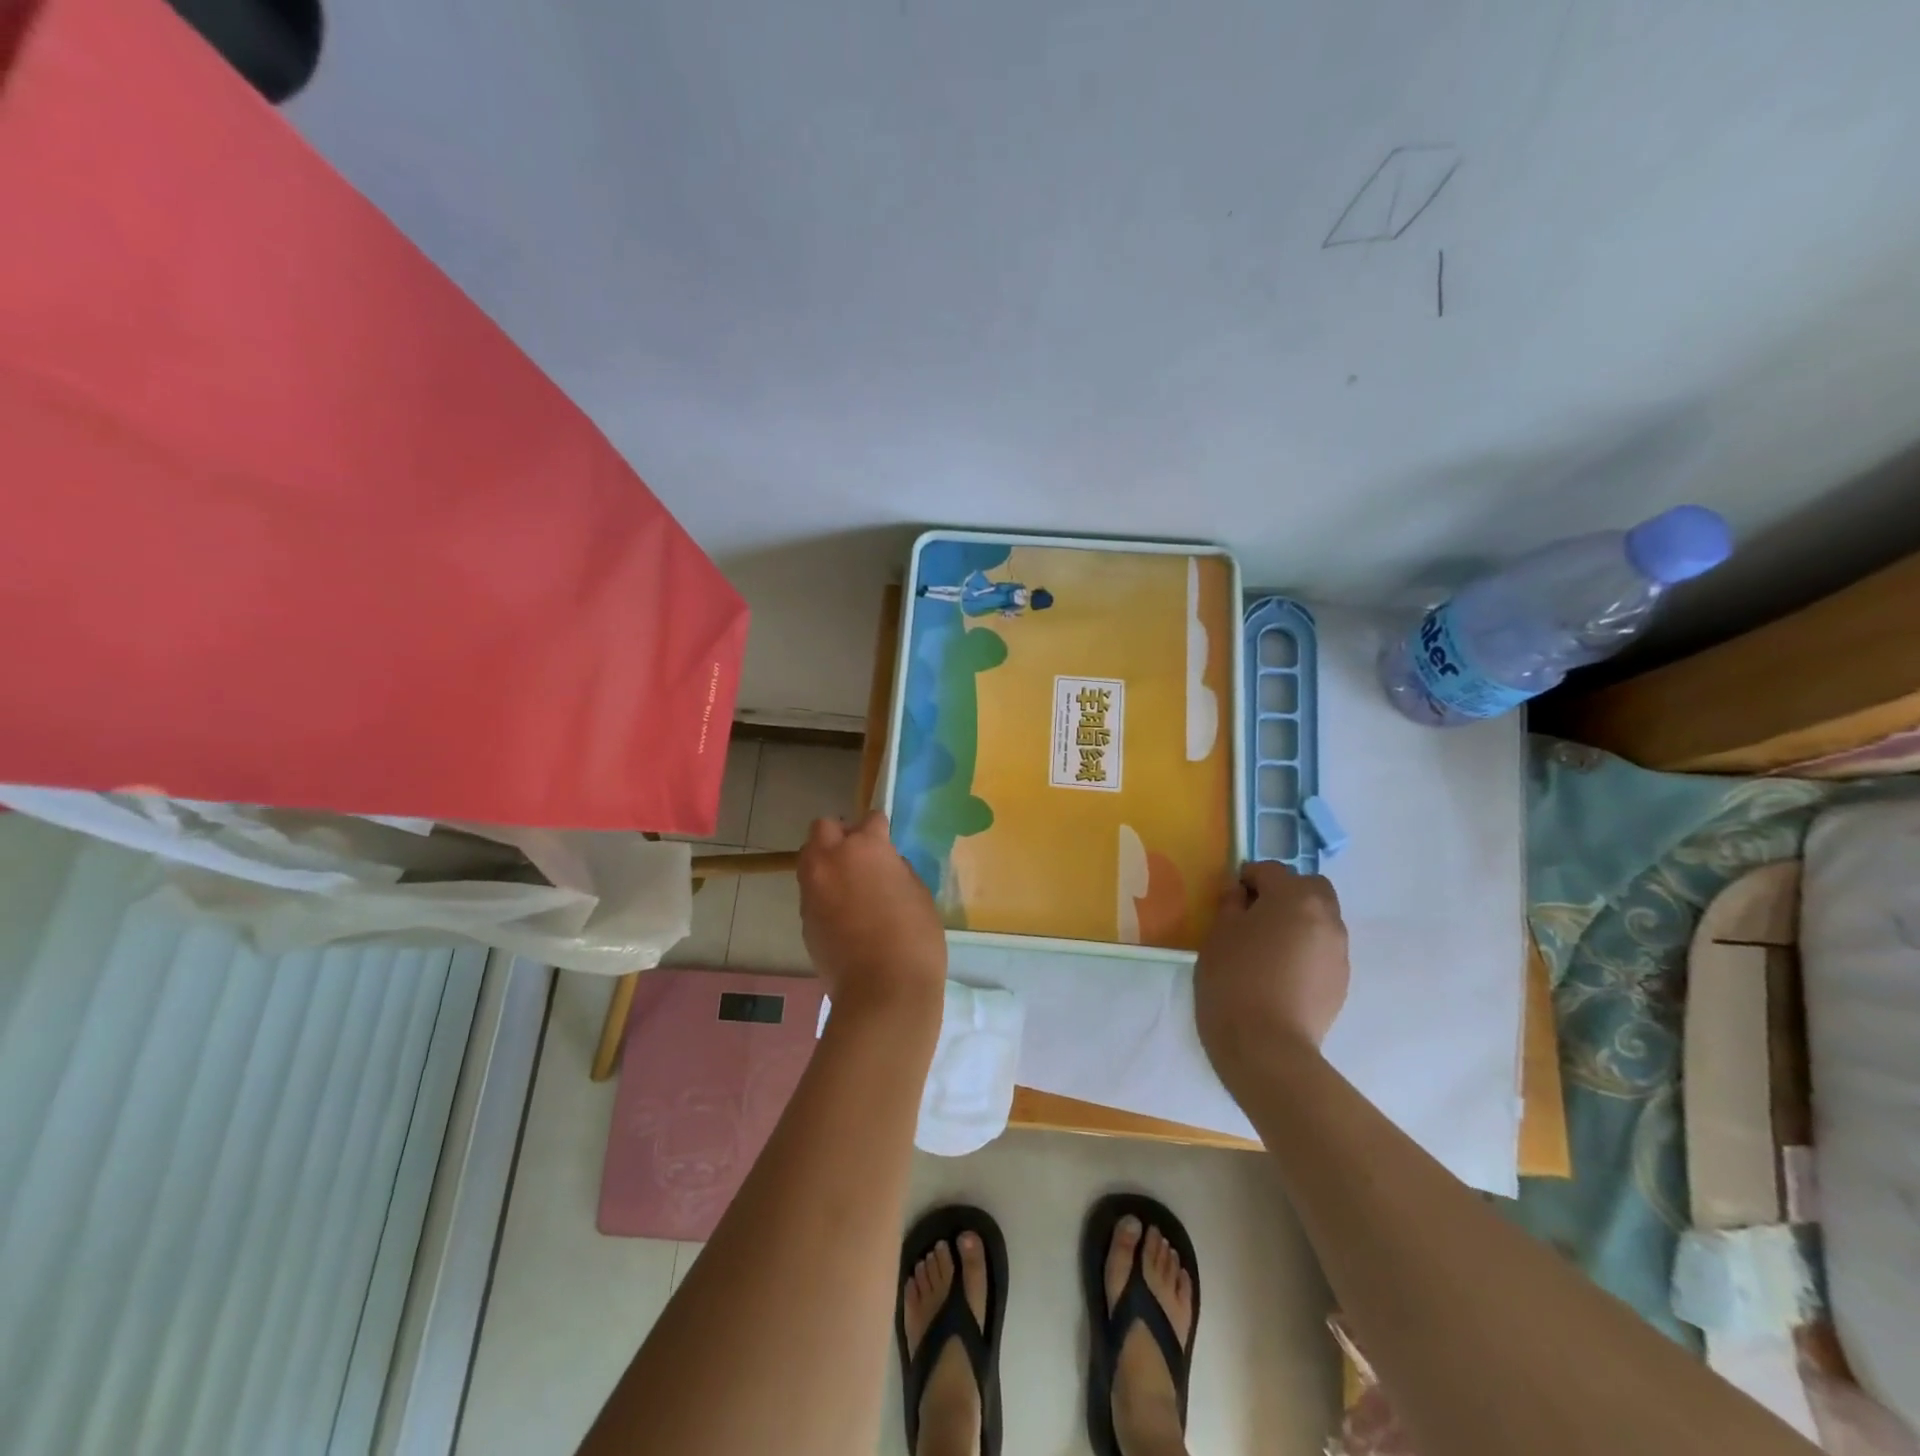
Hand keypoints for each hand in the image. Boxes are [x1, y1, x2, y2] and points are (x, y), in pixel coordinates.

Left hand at [798, 811, 947, 1024]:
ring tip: (850, 886)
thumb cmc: (914, 938)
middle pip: (823, 828)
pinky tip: (844, 915)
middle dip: (840, 835)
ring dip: (827, 863)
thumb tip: (884, 867)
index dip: (880, 830)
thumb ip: (896, 870)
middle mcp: (831, 860)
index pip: (869, 819)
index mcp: (865, 847)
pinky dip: (824, 894)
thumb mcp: (918, 893)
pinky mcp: (804, 918)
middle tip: (860, 857)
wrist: (883, 991)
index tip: (887, 843)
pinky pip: (811, 892)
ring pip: (810, 858)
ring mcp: (812, 889)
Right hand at [1194, 861, 1349, 1093]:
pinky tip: (1281, 974)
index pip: (1270, 870)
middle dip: (1285, 893)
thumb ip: (1231, 904)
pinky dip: (1305, 949)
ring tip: (1268, 948)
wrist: (1266, 1046)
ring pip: (1321, 919)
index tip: (1229, 898)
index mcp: (1294, 897)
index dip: (1247, 878)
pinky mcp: (1342, 980)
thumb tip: (1241, 894)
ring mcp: (1339, 950)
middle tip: (1255, 916)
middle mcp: (1326, 917)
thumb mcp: (1218, 933)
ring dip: (1298, 921)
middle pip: (1309, 887)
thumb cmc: (1234, 979)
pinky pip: (1323, 949)